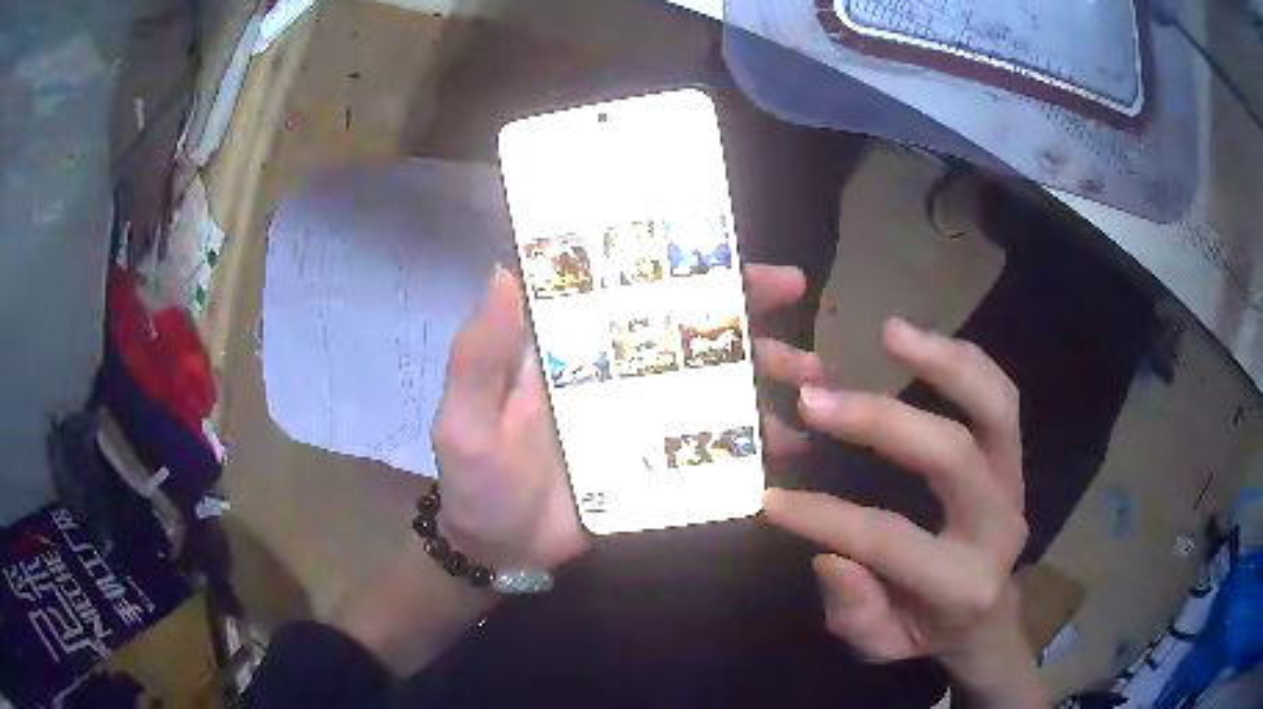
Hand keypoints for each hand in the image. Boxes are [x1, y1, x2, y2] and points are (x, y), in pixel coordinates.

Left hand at [432, 263, 813, 568]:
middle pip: (690, 330)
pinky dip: (756, 442)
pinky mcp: (662, 463)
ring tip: (812, 383)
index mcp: (574, 348)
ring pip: (717, 384)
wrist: (501, 552)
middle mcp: (618, 373)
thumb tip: (504, 270)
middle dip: (748, 311)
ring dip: (768, 376)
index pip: (633, 290)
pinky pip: (716, 444)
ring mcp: (646, 419)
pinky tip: (791, 446)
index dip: (682, 267)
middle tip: (796, 297)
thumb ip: (479, 357)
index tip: (738, 256)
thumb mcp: (464, 421)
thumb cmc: (476, 483)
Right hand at [758, 318, 1044, 705]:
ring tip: (889, 332)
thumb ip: (856, 612)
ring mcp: (1014, 482)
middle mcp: (998, 525)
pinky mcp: (1013, 457)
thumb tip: (831, 555)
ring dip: (942, 362)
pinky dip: (962, 360)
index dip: (826, 517)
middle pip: (952, 455)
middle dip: (879, 421)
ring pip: (996, 406)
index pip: (890, 539)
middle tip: (813, 398)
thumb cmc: (925, 629)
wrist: (986, 616)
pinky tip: (918, 342)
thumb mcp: (880, 645)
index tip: (769, 497)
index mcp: (962, 584)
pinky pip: (1000, 395)